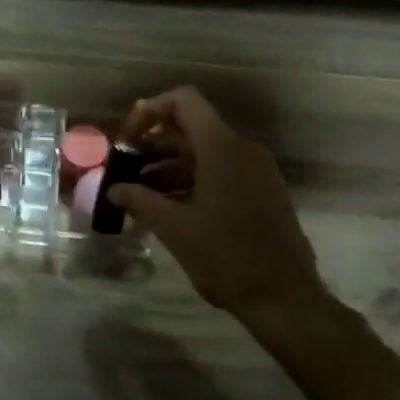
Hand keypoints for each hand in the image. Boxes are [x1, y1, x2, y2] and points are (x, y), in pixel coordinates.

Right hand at [105, 87, 321, 321]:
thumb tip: (114, 190)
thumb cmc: (227, 258)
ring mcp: (255, 171)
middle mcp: (242, 149)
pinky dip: (190, 183)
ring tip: (138, 197)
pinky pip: (220, 173)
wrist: (285, 298)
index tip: (127, 140)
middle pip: (190, 130)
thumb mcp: (175, 229)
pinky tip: (167, 211)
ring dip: (168, 169)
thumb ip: (141, 201)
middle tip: (123, 172)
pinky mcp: (262, 192)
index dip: (150, 111)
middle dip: (152, 147)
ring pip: (203, 155)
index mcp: (222, 147)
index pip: (184, 101)